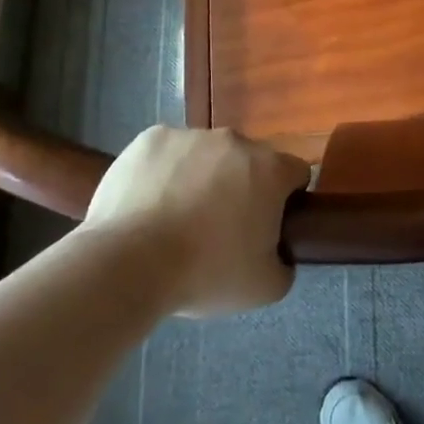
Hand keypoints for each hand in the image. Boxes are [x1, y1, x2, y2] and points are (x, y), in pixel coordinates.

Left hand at [83, 126, 310, 316]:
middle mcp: (235, 141)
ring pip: (206, 154)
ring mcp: (191, 135)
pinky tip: (149, 205)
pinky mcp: (151, 138)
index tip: (266, 227)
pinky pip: (167, 153)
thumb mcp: (265, 288)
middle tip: (219, 229)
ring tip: (175, 220)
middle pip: (248, 161)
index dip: (285, 200)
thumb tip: (279, 253)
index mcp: (270, 169)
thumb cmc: (206, 273)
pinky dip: (164, 172)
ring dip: (201, 177)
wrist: (129, 263)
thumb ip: (284, 264)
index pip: (294, 173)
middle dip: (240, 187)